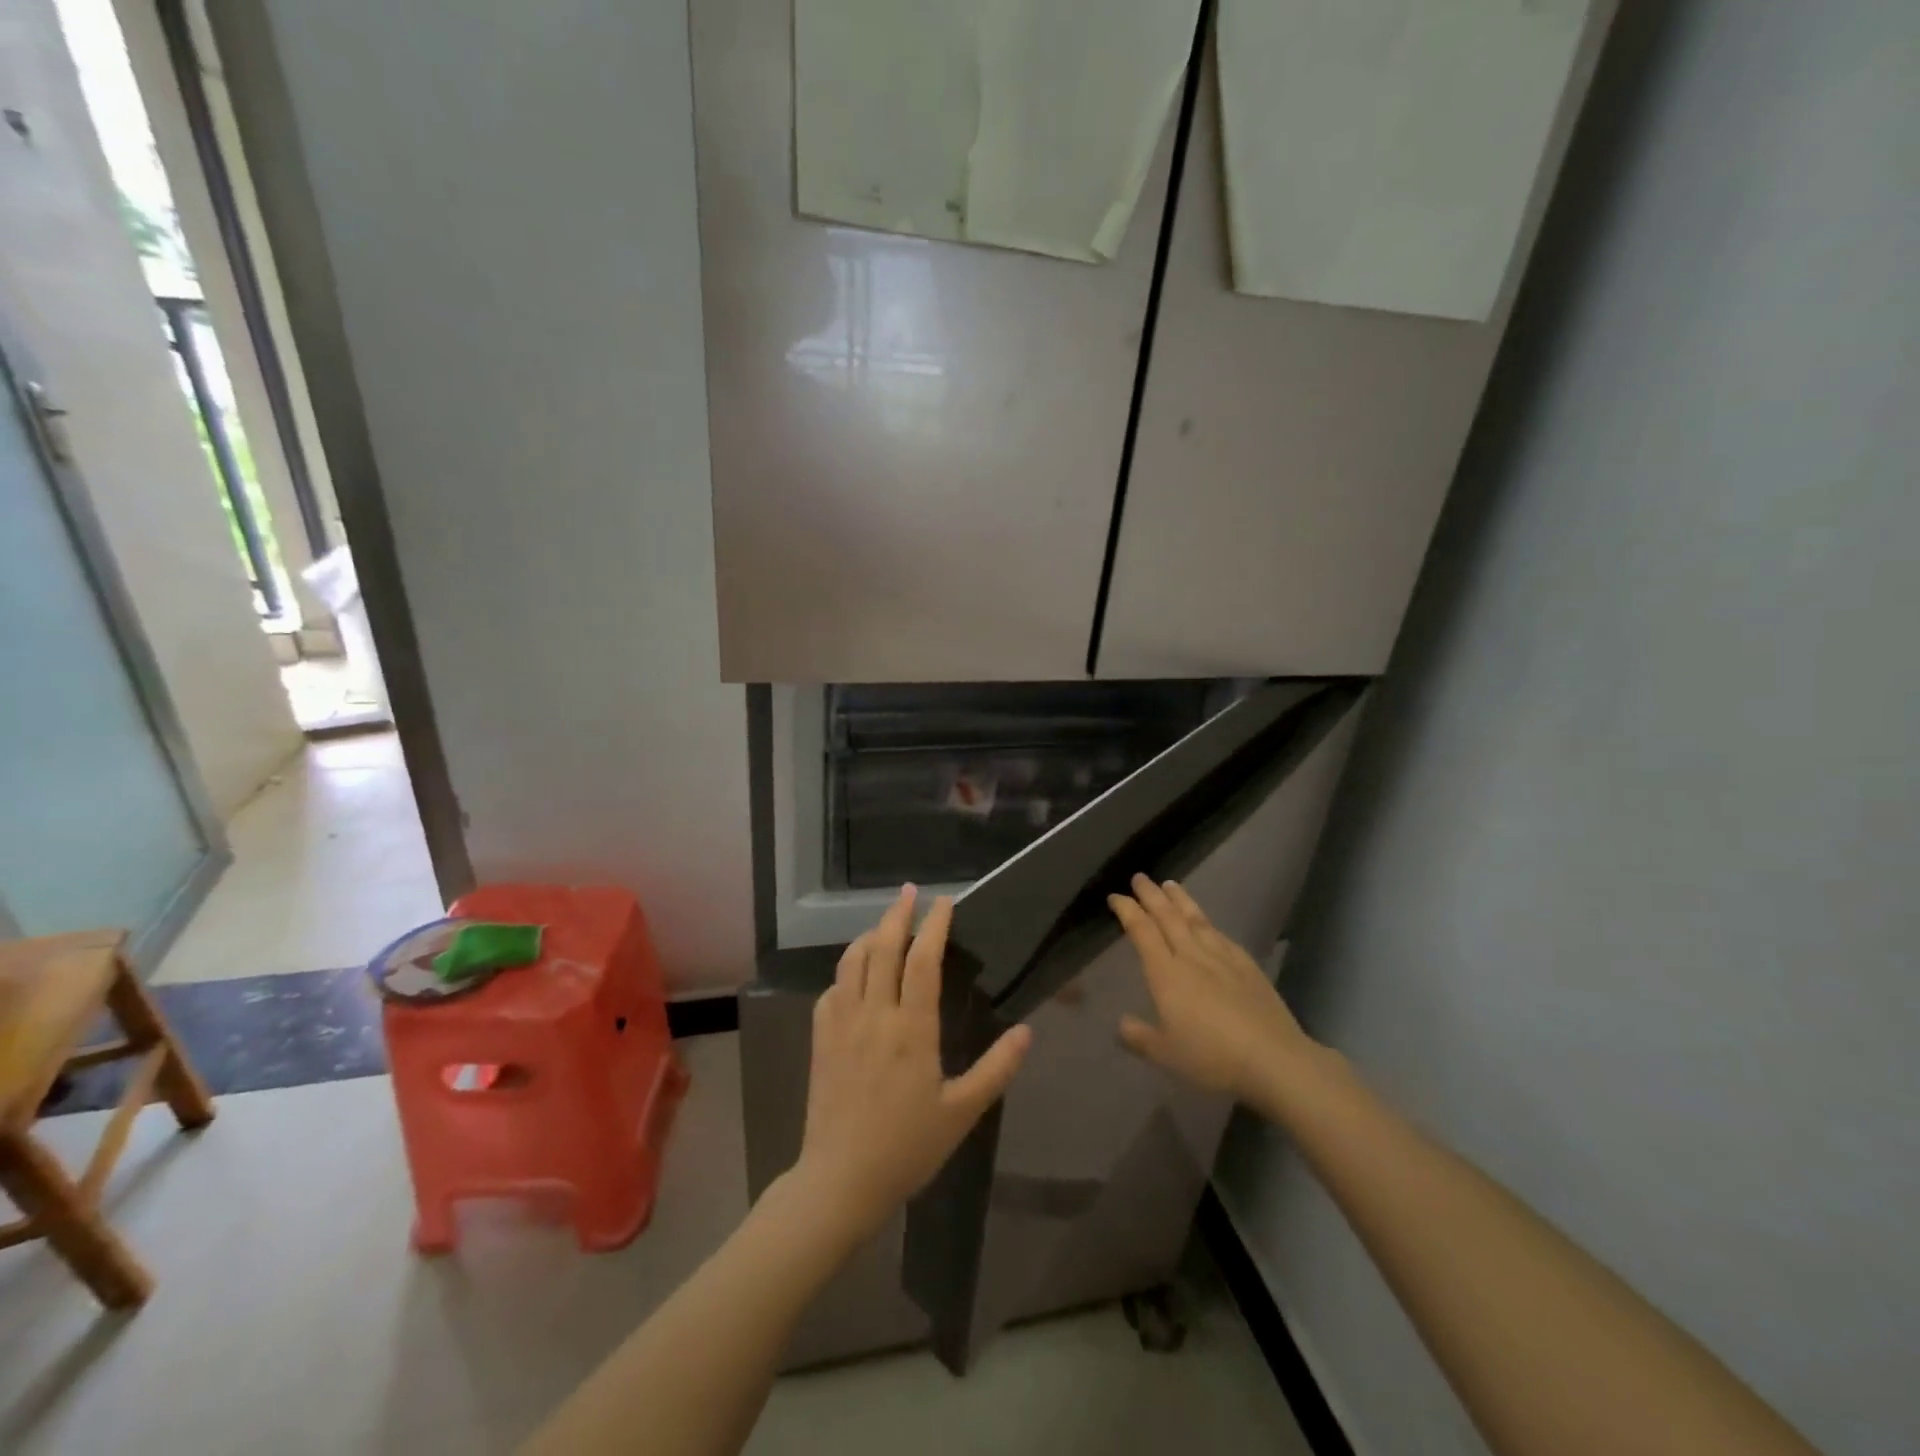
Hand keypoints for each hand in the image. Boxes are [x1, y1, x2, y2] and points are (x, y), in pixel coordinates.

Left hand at [790, 886, 1031, 1242]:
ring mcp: (841, 1024)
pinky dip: (847, 969)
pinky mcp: (820, 1039)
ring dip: (869, 935)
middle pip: (883, 948)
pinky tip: (856, 973)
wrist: (841, 1180)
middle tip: (910, 891)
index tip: (944, 902)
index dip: (934, 926)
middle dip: (897, 914)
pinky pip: (832, 988)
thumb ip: (996, 1069)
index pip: (923, 961)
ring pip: (852, 961)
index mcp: (911, 1029)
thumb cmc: (907, 1146)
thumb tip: (1026, 1032)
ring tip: (885, 924)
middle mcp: (874, 1015)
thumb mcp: (962, 1112)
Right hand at [1108, 874, 1317, 1106]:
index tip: (1115, 897)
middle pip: (1168, 917)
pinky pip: (1221, 935)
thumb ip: (1139, 1036)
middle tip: (1140, 877)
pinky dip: (1208, 922)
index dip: (1127, 911)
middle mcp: (1192, 957)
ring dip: (1180, 900)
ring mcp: (1222, 958)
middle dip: (1151, 895)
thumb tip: (1120, 1023)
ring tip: (1170, 885)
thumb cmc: (1212, 1058)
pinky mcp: (1247, 966)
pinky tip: (1207, 922)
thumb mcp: (1165, 1054)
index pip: (1142, 931)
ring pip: (1196, 920)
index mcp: (1166, 974)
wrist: (1274, 1060)